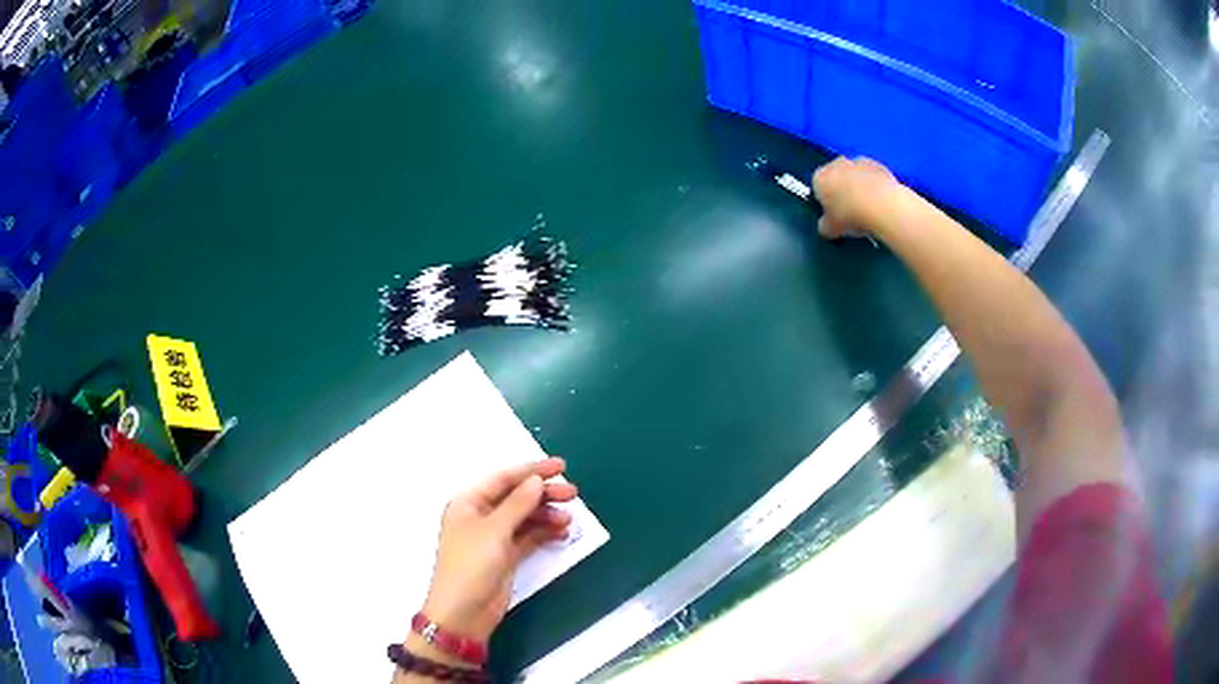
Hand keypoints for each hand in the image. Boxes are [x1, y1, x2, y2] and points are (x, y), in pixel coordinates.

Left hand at [421, 458, 577, 642]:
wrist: (464, 612)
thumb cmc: (471, 565)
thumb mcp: (494, 531)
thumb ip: (518, 504)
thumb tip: (536, 480)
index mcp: (469, 503)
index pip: (503, 479)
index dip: (532, 471)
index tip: (561, 467)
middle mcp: (480, 516)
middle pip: (516, 497)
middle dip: (543, 494)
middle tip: (572, 494)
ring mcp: (493, 537)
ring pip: (525, 517)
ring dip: (546, 515)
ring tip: (569, 519)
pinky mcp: (505, 556)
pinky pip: (528, 537)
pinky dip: (544, 533)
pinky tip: (562, 532)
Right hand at [812, 156, 902, 239]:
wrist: (883, 207)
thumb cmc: (852, 216)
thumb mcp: (831, 230)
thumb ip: (824, 225)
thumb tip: (826, 225)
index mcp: (819, 178)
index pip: (817, 187)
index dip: (825, 201)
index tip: (833, 214)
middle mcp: (836, 164)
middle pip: (836, 177)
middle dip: (841, 190)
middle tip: (850, 210)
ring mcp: (858, 162)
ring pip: (855, 174)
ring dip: (858, 185)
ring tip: (868, 207)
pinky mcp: (878, 164)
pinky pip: (873, 175)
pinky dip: (874, 184)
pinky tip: (880, 201)